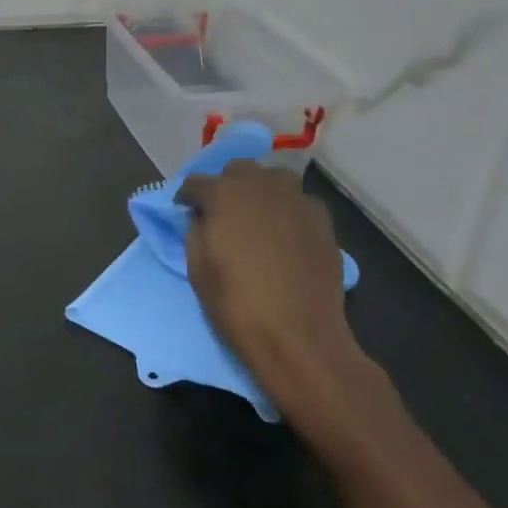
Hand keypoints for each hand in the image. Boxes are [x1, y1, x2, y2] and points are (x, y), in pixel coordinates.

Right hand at [177, 162, 373, 425]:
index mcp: (223, 194)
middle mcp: (260, 186)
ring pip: (273, 178)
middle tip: (222, 213)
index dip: (188, 198)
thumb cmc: (236, 304)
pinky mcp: (321, 220)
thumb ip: (196, 230)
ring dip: (260, 189)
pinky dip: (287, 209)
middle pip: (237, 170)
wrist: (299, 337)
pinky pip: (299, 202)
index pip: (196, 183)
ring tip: (256, 216)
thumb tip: (203, 217)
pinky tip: (285, 233)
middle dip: (226, 185)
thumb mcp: (197, 268)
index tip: (185, 211)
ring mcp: (295, 200)